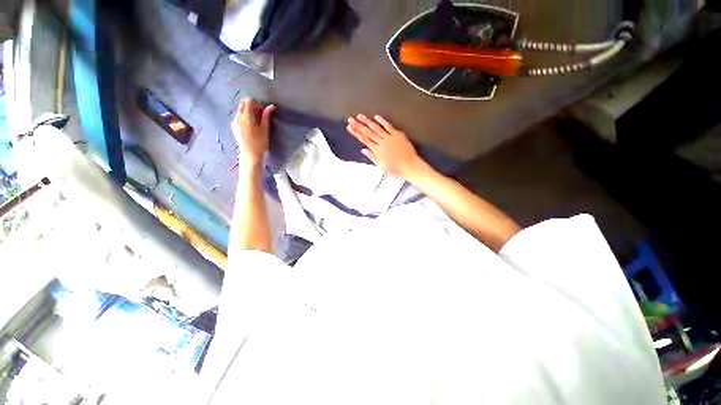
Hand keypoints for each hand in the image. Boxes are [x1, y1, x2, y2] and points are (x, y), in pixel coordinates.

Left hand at [232, 98, 274, 165]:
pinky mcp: (234, 126)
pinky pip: (238, 116)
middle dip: (251, 106)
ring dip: (248, 111)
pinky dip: (244, 117)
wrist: (250, 154)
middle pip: (243, 104)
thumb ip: (266, 116)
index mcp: (247, 116)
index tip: (262, 110)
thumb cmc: (260, 142)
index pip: (249, 101)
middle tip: (260, 115)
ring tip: (256, 121)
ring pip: (240, 110)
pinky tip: (250, 126)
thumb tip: (271, 106)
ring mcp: (234, 121)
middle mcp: (238, 117)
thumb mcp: (265, 129)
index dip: (256, 103)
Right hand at [347, 114, 422, 178]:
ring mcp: (389, 138)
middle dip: (358, 125)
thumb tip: (363, 150)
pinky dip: (382, 121)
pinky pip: (388, 126)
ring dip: (367, 121)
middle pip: (368, 133)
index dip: (356, 133)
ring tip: (360, 116)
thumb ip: (372, 157)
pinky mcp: (397, 135)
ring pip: (376, 128)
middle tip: (350, 119)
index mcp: (377, 151)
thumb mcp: (381, 166)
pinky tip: (376, 116)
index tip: (349, 128)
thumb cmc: (395, 168)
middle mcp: (381, 143)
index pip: (364, 140)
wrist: (409, 165)